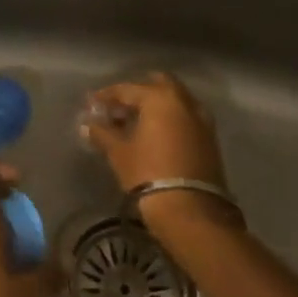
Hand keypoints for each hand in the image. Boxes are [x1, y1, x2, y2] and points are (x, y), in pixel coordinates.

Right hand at [81, 72, 239, 239]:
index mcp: (159, 98)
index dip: (106, 96)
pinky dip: (170, 120)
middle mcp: (184, 102)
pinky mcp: (210, 140)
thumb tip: (88, 124)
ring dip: (156, 106)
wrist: (191, 212)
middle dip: (138, 92)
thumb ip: (102, 133)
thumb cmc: (148, 173)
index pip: (127, 89)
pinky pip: (185, 118)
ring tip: (136, 122)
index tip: (91, 103)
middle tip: (119, 107)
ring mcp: (201, 120)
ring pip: (175, 101)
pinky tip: (155, 135)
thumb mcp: (119, 152)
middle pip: (158, 84)